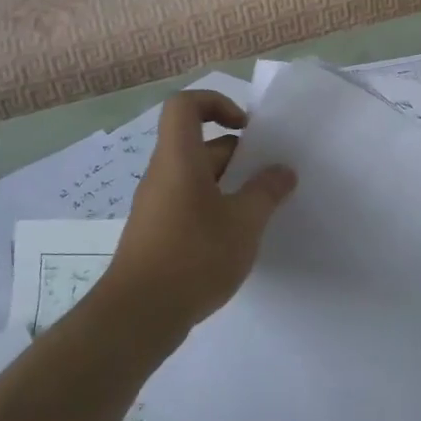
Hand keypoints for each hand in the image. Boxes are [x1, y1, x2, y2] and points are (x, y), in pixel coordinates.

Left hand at [112, 91, 296, 329]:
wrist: (137, 317)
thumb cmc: (193, 256)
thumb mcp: (244, 222)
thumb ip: (266, 192)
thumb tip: (283, 171)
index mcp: (179, 159)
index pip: (185, 105)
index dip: (216, 103)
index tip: (247, 129)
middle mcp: (163, 175)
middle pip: (198, 144)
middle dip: (237, 153)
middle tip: (269, 175)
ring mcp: (157, 205)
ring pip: (196, 176)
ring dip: (230, 184)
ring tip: (260, 208)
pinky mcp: (157, 233)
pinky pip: (189, 203)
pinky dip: (215, 208)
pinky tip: (237, 237)